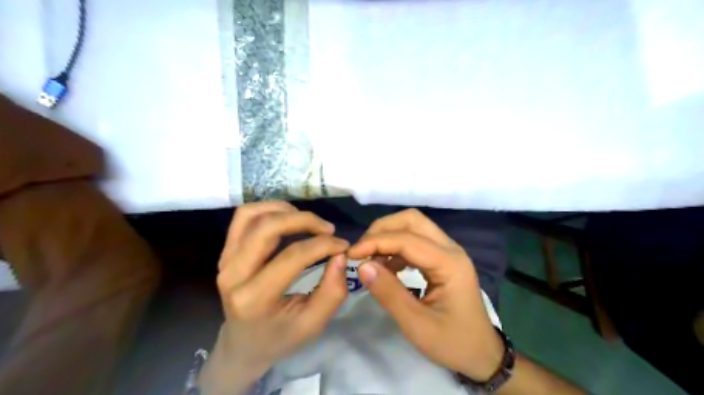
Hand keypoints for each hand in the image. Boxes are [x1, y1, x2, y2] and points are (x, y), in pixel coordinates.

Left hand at [201, 202, 348, 393]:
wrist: (243, 345)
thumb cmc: (280, 337)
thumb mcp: (313, 324)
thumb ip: (332, 291)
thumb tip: (340, 255)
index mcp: (254, 298)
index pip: (293, 256)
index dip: (323, 245)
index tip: (343, 245)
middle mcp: (233, 275)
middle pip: (267, 227)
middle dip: (304, 220)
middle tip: (328, 228)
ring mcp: (225, 260)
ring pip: (252, 215)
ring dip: (284, 210)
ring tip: (308, 221)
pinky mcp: (226, 251)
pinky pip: (244, 217)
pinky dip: (268, 209)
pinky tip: (288, 218)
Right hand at [347, 208, 502, 380]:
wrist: (482, 354)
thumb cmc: (453, 343)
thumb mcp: (417, 325)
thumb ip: (389, 293)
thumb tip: (362, 266)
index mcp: (449, 264)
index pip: (407, 239)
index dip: (376, 242)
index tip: (351, 254)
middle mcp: (451, 249)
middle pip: (412, 220)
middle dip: (382, 229)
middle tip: (362, 250)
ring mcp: (448, 251)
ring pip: (414, 227)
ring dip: (389, 236)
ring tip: (370, 258)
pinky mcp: (443, 258)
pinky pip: (416, 241)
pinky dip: (396, 247)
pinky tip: (386, 266)